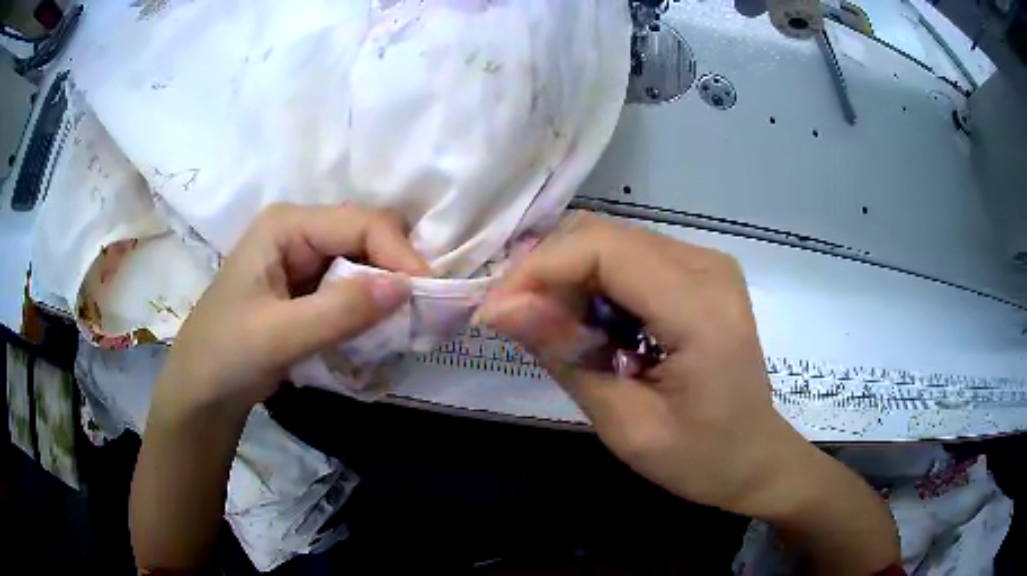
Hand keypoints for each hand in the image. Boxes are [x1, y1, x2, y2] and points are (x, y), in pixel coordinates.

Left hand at [155, 202, 430, 417]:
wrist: (203, 388)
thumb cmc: (226, 354)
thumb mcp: (279, 335)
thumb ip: (340, 311)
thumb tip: (407, 287)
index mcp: (287, 225)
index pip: (361, 223)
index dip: (401, 254)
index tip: (429, 296)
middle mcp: (300, 231)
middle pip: (368, 234)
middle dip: (398, 269)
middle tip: (420, 311)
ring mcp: (305, 258)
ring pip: (365, 260)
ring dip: (388, 290)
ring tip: (405, 324)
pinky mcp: (309, 286)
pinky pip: (354, 285)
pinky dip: (372, 306)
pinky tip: (380, 328)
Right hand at [479, 214, 899, 574]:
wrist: (756, 458)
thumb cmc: (700, 458)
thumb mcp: (627, 425)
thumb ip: (566, 358)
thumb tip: (500, 308)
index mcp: (701, 309)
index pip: (603, 250)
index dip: (537, 271)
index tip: (494, 312)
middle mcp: (707, 266)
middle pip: (603, 236)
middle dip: (547, 273)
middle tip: (518, 325)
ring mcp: (707, 264)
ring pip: (612, 241)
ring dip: (569, 278)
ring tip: (555, 331)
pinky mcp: (700, 273)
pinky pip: (631, 257)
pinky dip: (595, 283)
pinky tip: (591, 325)